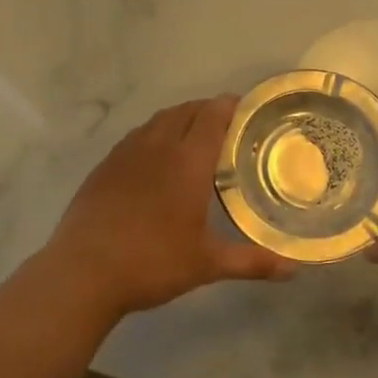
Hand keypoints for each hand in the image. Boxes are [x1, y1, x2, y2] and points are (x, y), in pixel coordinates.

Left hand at [35, 96, 295, 320]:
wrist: (84, 271)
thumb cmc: (153, 262)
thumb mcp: (207, 264)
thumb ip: (251, 261)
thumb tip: (294, 270)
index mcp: (187, 161)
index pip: (212, 116)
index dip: (229, 105)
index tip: (244, 106)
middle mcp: (158, 146)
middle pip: (186, 111)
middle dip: (207, 109)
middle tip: (225, 123)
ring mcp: (126, 152)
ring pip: (158, 120)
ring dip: (179, 118)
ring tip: (192, 134)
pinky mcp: (105, 165)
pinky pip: (136, 136)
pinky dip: (153, 134)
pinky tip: (154, 156)